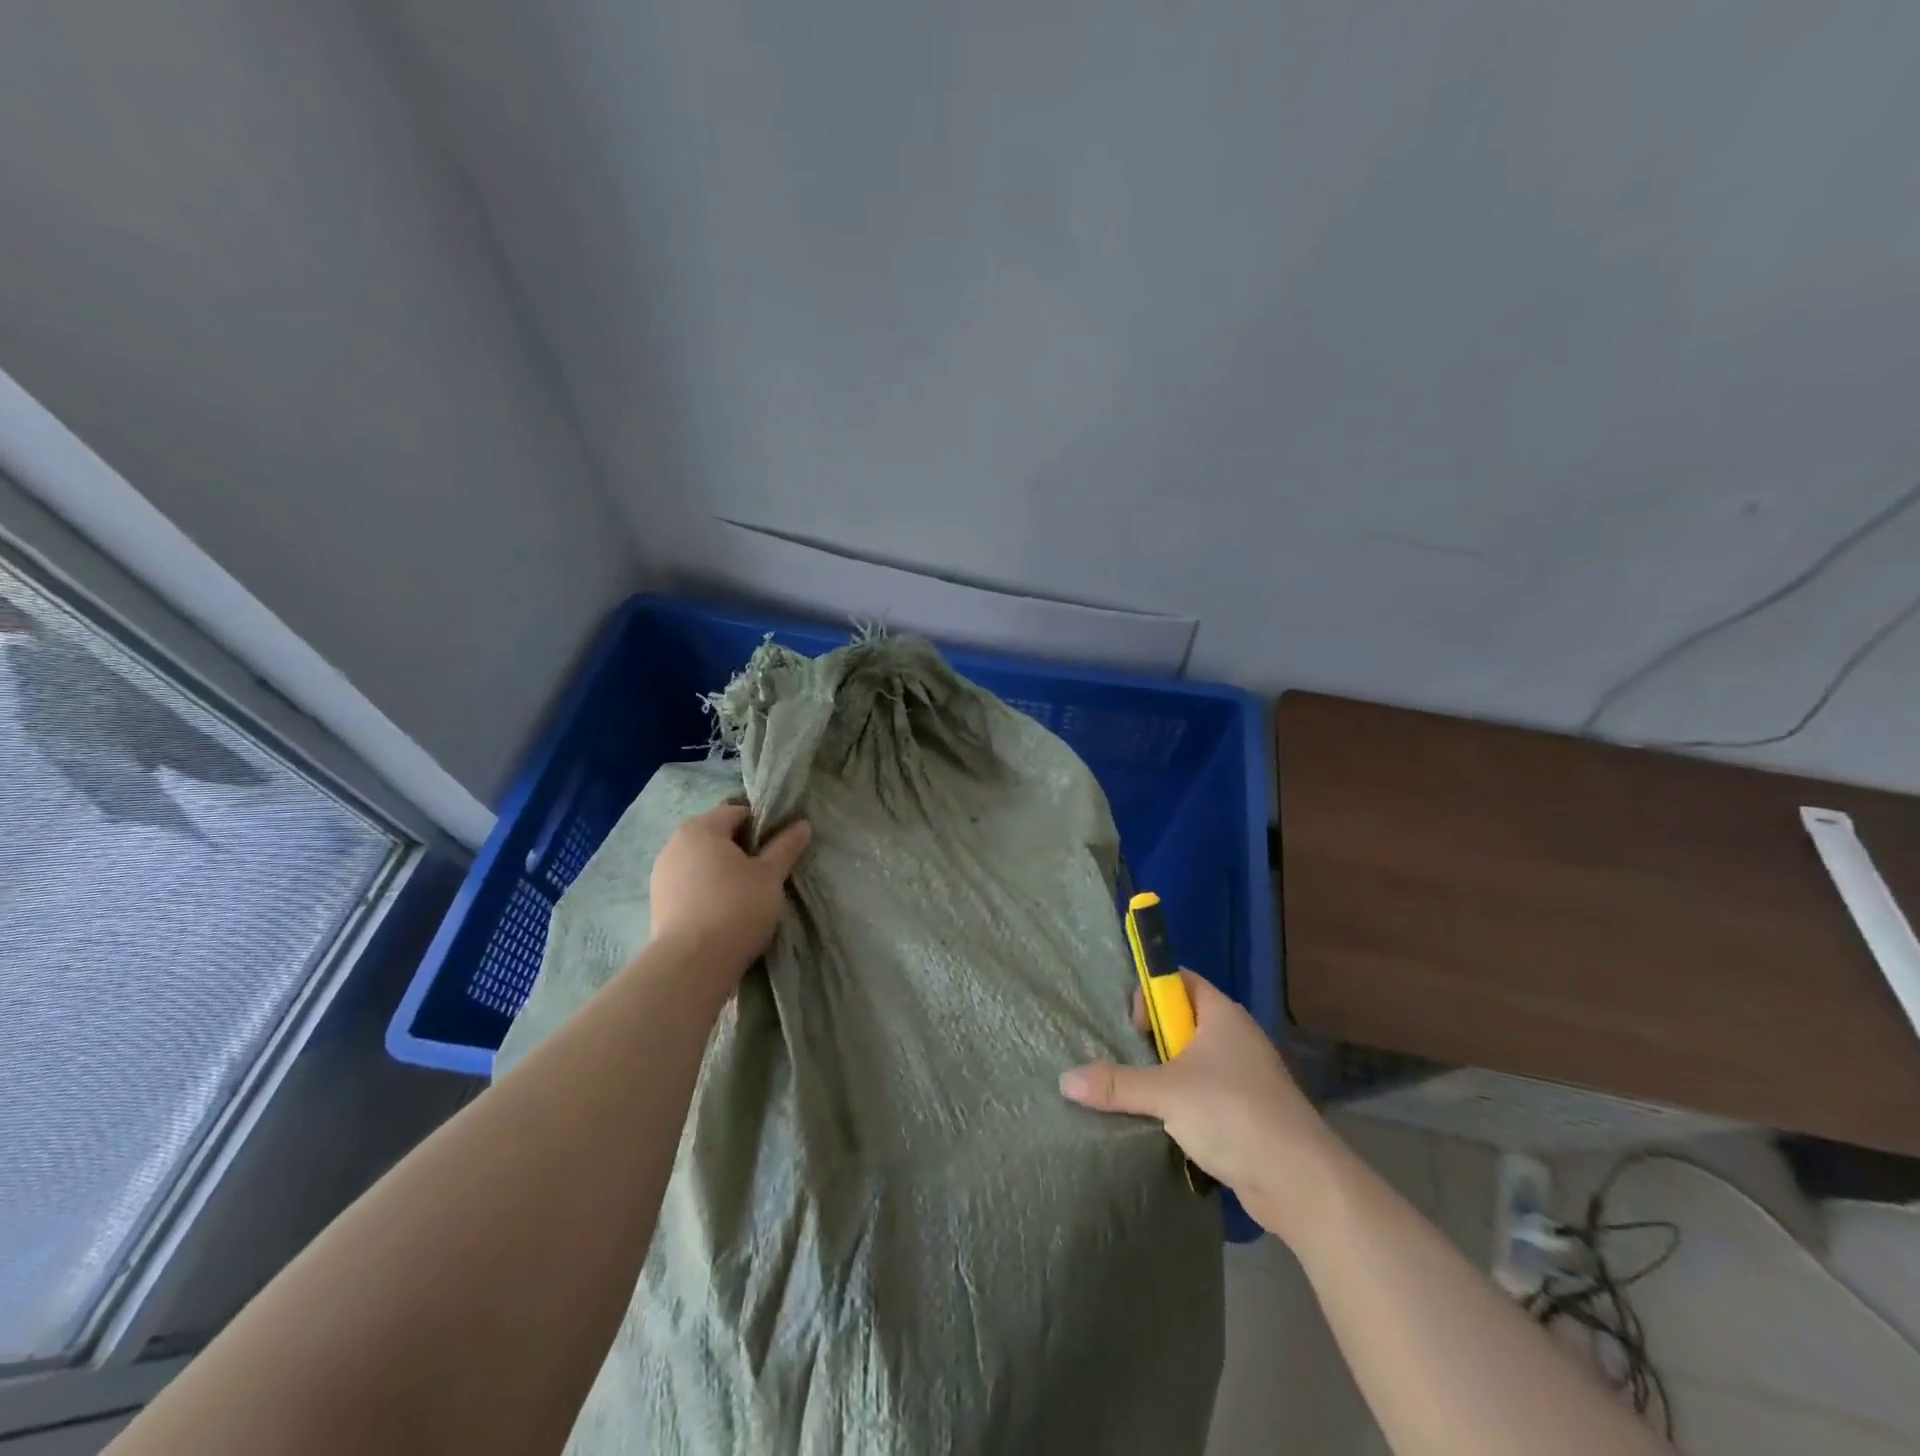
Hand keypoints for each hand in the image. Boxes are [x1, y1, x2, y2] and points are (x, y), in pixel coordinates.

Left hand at [648, 803, 810, 974]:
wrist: (692, 964)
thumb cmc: (736, 907)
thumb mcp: (771, 875)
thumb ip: (786, 846)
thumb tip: (802, 824)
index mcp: (701, 828)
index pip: (738, 812)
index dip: (763, 826)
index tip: (779, 850)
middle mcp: (675, 844)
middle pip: (717, 836)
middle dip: (742, 849)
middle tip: (767, 873)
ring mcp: (662, 874)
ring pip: (702, 862)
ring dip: (724, 871)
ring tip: (746, 895)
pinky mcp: (658, 903)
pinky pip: (690, 885)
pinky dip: (708, 890)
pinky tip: (724, 911)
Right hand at [1058, 971, 1333, 1240]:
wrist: (1300, 1182)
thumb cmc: (1232, 1113)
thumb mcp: (1166, 1093)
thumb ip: (1116, 1084)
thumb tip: (1065, 1080)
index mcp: (1221, 1014)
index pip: (1178, 980)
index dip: (1151, 992)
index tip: (1132, 1025)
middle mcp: (1234, 1037)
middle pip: (1181, 1022)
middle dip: (1150, 1040)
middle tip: (1123, 1062)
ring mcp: (1243, 1076)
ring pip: (1190, 1063)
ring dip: (1163, 1077)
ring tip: (1134, 1095)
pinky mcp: (1246, 1113)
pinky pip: (1203, 1095)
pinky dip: (1181, 1105)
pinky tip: (1161, 1125)